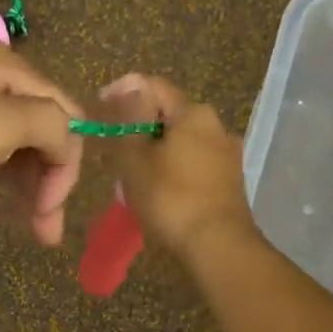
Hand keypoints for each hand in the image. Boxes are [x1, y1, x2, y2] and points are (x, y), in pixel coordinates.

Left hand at [0, 38, 84, 245]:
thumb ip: (46, 124)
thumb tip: (67, 138)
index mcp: (4, 65)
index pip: (64, 113)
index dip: (66, 165)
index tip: (49, 214)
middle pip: (37, 123)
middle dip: (48, 178)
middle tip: (43, 232)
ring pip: (7, 134)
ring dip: (24, 178)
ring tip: (25, 225)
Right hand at [98, 73, 255, 256]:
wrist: (218, 245)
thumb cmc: (170, 198)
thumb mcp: (135, 158)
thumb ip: (129, 121)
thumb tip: (128, 90)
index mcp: (193, 113)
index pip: (154, 86)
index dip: (123, 91)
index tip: (101, 107)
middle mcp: (216, 125)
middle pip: (169, 114)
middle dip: (140, 127)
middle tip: (115, 149)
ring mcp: (227, 153)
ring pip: (183, 141)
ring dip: (157, 150)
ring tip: (134, 175)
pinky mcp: (230, 180)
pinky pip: (195, 163)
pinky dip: (174, 168)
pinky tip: (160, 190)